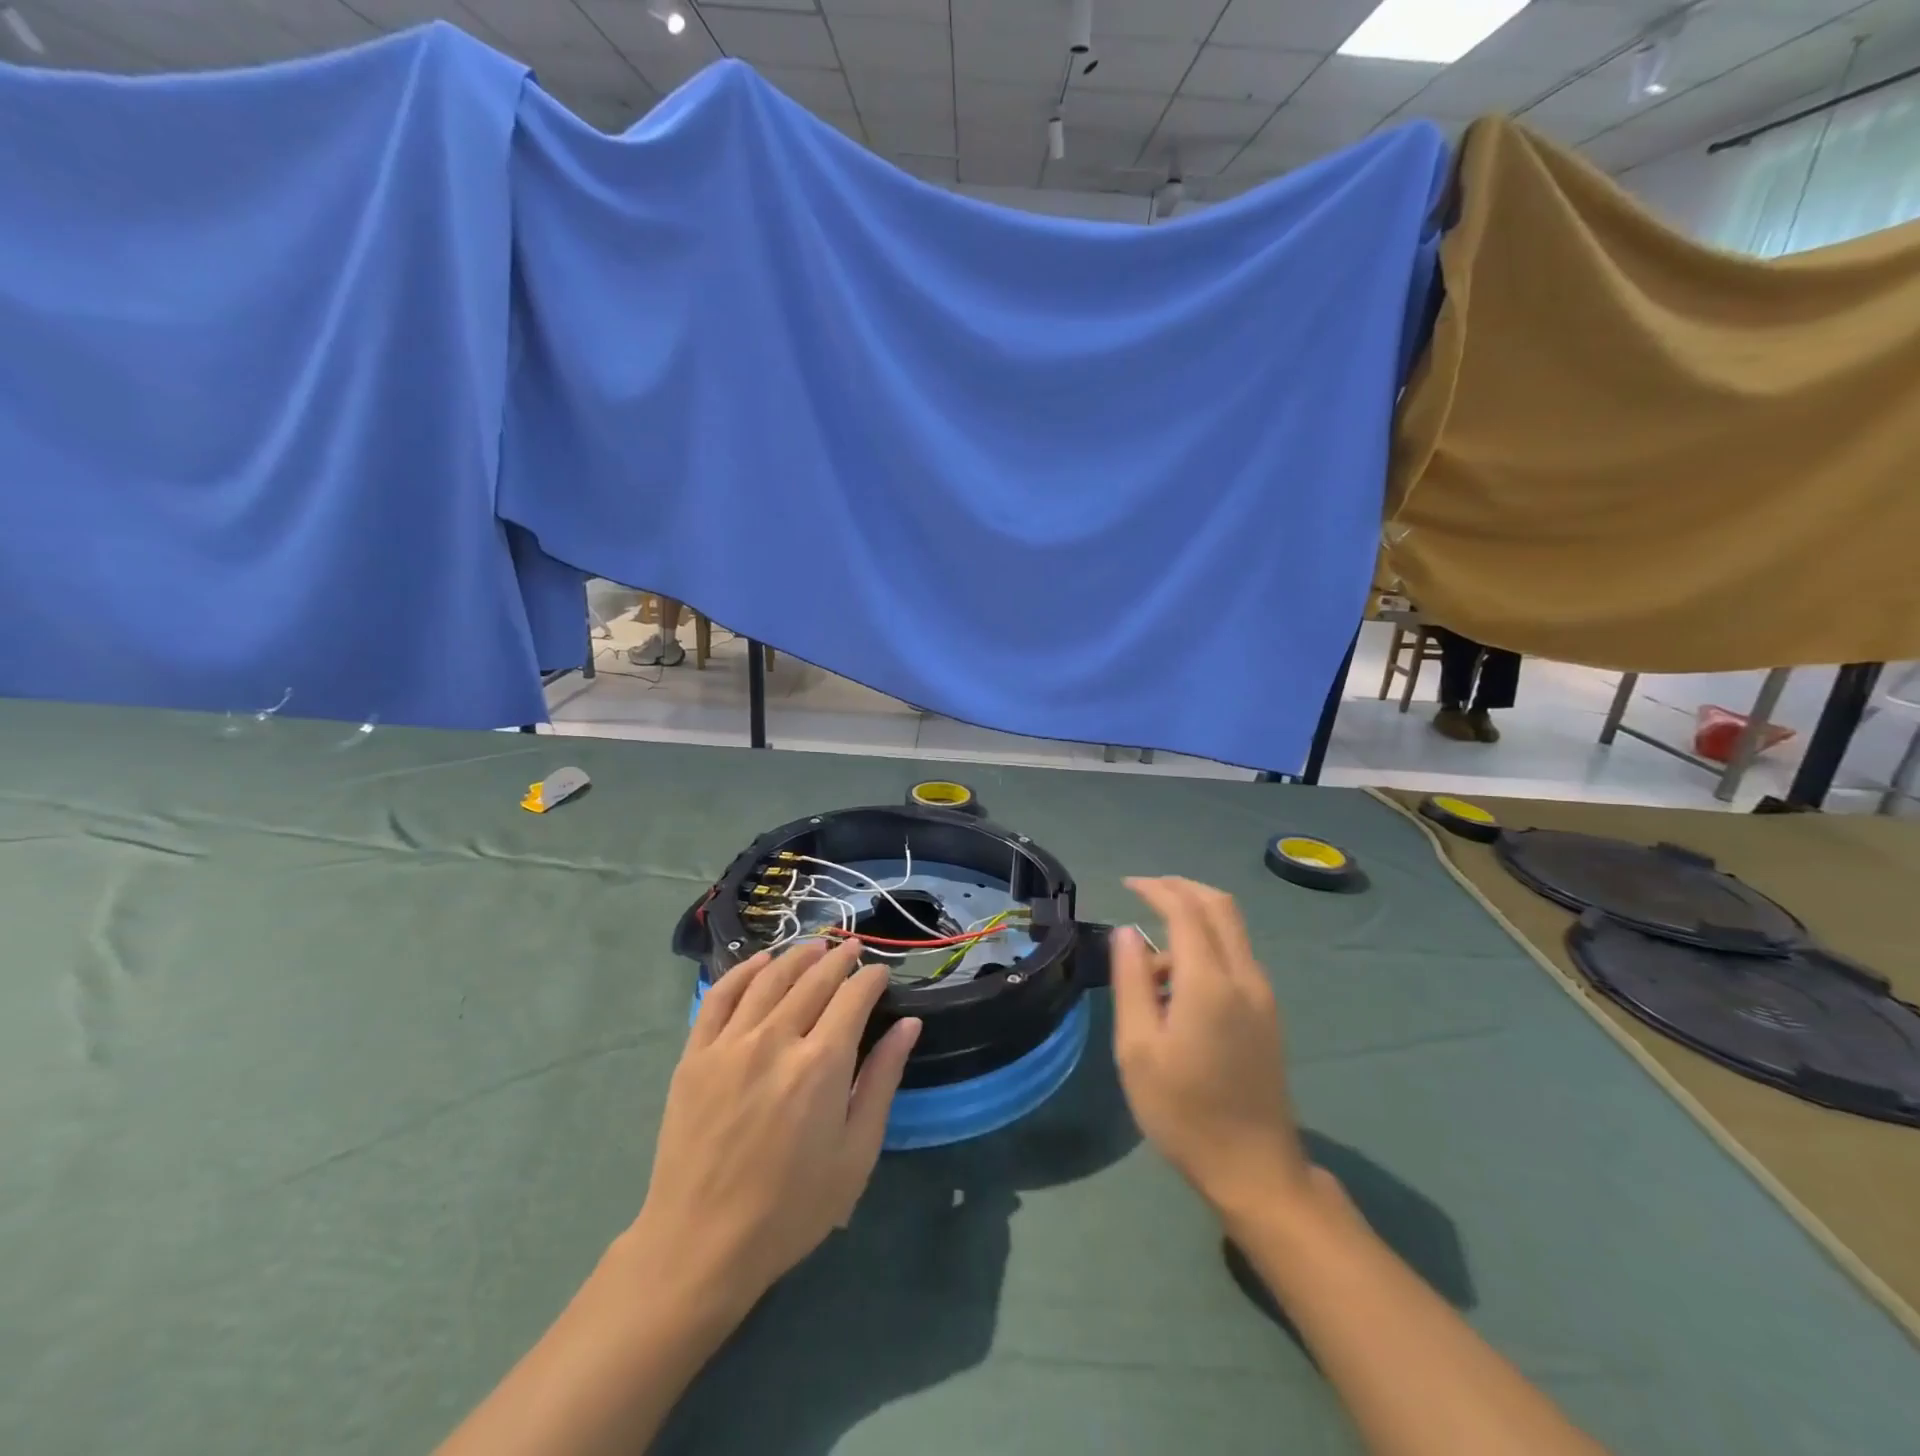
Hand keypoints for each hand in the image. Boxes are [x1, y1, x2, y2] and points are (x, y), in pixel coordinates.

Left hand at [629, 939, 921, 1313]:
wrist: (701, 1245)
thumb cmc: (791, 1208)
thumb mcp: (856, 1153)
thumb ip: (883, 1080)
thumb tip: (908, 1025)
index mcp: (821, 1064)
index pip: (854, 996)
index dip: (872, 978)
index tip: (881, 975)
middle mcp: (776, 1040)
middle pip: (814, 979)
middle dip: (839, 958)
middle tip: (853, 949)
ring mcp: (730, 1044)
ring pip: (769, 978)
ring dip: (797, 956)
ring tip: (815, 949)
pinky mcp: (695, 1055)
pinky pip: (720, 996)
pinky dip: (743, 971)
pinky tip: (760, 963)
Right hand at [1111, 877, 1311, 1228]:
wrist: (1255, 1170)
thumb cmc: (1184, 1112)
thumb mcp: (1138, 1049)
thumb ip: (1131, 982)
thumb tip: (1128, 932)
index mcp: (1210, 983)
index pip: (1185, 911)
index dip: (1155, 888)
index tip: (1126, 884)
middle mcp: (1244, 977)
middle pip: (1220, 906)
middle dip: (1181, 887)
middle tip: (1144, 890)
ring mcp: (1263, 994)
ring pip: (1232, 928)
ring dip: (1194, 917)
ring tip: (1150, 956)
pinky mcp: (1268, 1012)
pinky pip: (1236, 954)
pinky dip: (1207, 942)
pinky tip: (1178, 978)